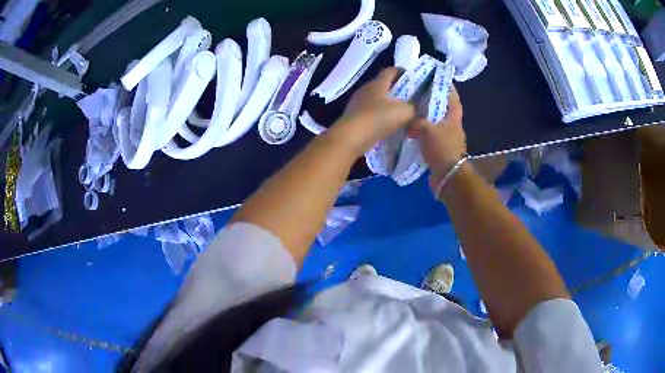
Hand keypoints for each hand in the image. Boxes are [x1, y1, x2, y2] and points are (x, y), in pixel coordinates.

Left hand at [331, 68, 415, 154]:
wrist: (350, 138)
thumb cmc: (378, 119)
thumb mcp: (403, 112)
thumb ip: (412, 108)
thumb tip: (413, 109)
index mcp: (377, 84)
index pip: (389, 71)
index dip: (400, 72)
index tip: (409, 76)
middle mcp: (365, 89)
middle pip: (381, 85)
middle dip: (394, 90)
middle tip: (407, 97)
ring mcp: (356, 103)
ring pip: (374, 99)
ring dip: (385, 104)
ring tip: (397, 113)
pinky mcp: (352, 117)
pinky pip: (369, 113)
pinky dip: (377, 116)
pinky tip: (385, 125)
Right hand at [408, 85, 466, 192]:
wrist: (448, 176)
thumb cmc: (442, 148)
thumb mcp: (427, 130)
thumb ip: (417, 121)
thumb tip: (409, 121)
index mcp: (454, 117)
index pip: (453, 96)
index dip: (446, 86)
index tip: (436, 77)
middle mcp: (453, 125)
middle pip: (443, 108)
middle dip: (432, 99)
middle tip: (417, 91)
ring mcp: (447, 138)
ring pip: (435, 122)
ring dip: (426, 116)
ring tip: (411, 107)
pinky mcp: (440, 149)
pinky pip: (430, 135)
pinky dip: (422, 131)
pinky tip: (410, 128)